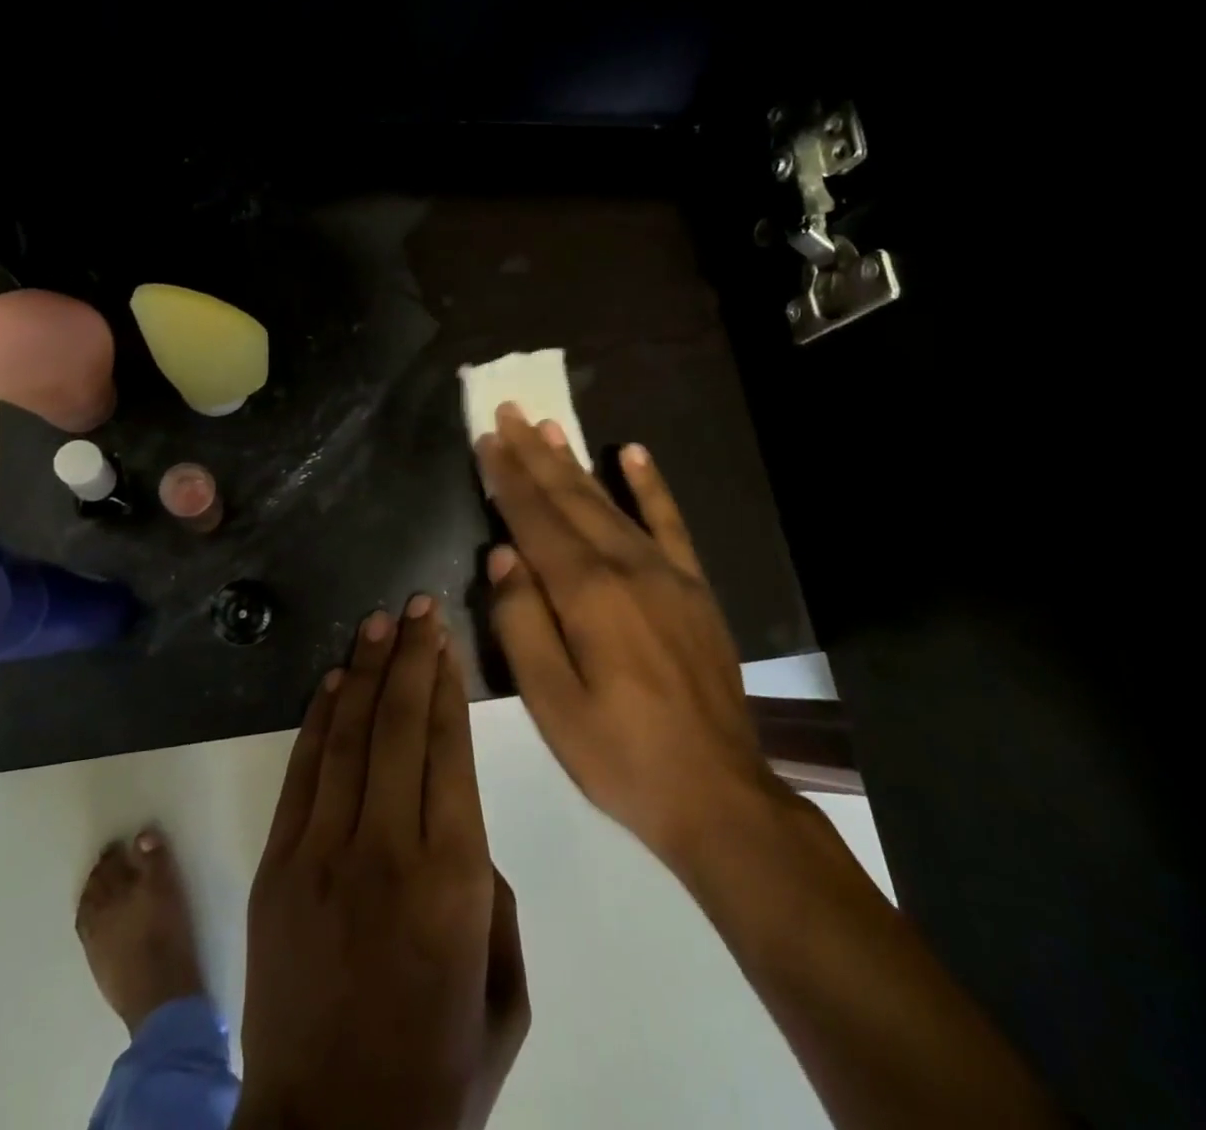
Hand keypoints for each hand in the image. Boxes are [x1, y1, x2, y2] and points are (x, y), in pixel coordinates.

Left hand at [236, 597, 523, 1129]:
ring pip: (350, 736)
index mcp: (455, 878)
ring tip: (379, 623)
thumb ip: (491, 894)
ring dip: (366, 671)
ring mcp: (324, 853)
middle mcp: (389, 848)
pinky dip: (320, 720)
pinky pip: (304, 773)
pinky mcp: (278, 866)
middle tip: (417, 607)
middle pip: (401, 725)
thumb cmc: (435, 1068)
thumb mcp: (503, 990)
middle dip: (411, 656)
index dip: (447, 683)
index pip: (450, 748)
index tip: (446, 638)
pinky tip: (336, 681)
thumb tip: (459, 824)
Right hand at [477, 403, 784, 870]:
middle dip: (535, 454)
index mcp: (587, 593)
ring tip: (550, 426)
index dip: (507, 478)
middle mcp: (627, 566)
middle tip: (510, 412)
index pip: (535, 520)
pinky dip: (650, 485)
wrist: (718, 793)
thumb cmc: (620, 755)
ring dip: (576, 462)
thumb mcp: (551, 704)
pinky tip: (634, 452)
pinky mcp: (694, 587)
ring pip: (610, 502)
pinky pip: (669, 522)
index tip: (488, 439)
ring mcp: (667, 572)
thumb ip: (521, 623)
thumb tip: (502, 555)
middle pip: (570, 499)